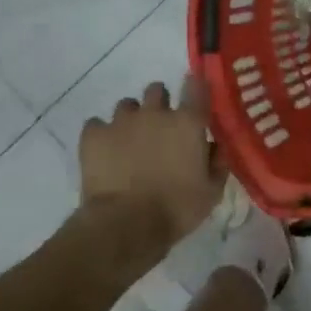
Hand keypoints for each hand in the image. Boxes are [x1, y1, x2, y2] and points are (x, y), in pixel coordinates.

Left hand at [78, 77, 224, 248]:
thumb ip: (217, 162)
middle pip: (157, 90)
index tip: (194, 96)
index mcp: (188, 123)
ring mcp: (121, 121)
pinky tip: (105, 152)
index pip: (196, 86)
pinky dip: (102, 134)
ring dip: (131, 118)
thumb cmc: (176, 208)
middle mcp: (155, 113)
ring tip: (130, 141)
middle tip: (161, 127)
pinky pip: (96, 124)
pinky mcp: (93, 135)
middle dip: (160, 102)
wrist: (126, 224)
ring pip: (127, 105)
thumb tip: (215, 146)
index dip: (195, 87)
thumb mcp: (212, 192)